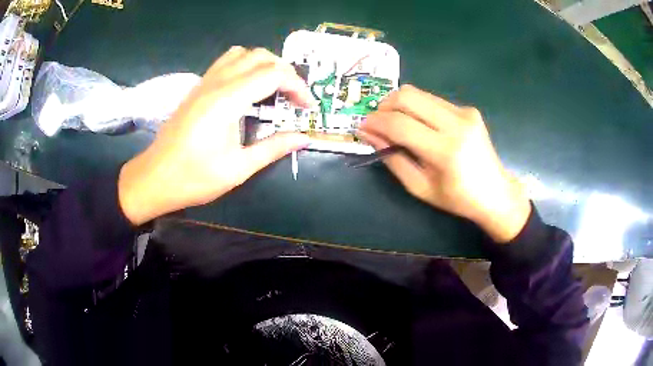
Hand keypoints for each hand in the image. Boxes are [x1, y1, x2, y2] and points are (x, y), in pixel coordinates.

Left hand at [118, 47, 313, 224]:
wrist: (154, 178)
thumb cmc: (194, 177)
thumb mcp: (238, 168)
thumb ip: (273, 148)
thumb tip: (303, 139)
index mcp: (227, 101)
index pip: (274, 74)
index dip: (298, 87)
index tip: (308, 107)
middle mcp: (216, 83)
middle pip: (261, 56)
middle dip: (285, 72)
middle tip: (293, 98)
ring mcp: (204, 82)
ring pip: (242, 54)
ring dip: (264, 65)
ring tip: (273, 89)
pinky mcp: (197, 88)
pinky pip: (226, 62)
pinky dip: (245, 66)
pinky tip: (247, 89)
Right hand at [359, 85, 530, 242]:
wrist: (496, 193)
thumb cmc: (457, 198)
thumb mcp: (419, 187)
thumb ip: (392, 158)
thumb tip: (368, 133)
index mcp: (445, 151)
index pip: (400, 124)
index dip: (375, 122)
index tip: (362, 126)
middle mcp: (457, 124)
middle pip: (408, 96)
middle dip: (384, 105)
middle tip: (377, 122)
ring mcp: (465, 113)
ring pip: (419, 93)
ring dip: (399, 105)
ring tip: (395, 123)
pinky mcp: (468, 109)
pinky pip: (432, 99)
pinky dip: (417, 108)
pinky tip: (419, 124)